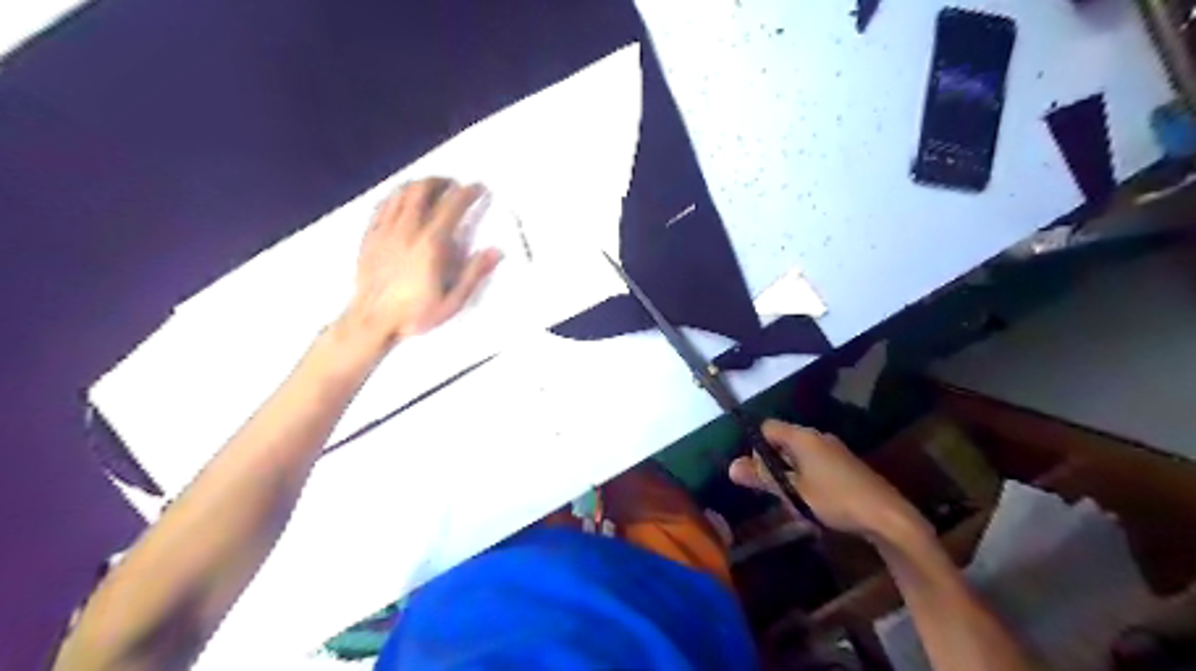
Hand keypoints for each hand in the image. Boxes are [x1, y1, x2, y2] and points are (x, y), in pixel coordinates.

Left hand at [344, 178, 499, 345]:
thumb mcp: (452, 301)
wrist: (371, 321)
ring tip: (430, 189)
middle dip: (441, 182)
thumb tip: (496, 251)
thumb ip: (474, 274)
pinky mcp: (370, 235)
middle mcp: (407, 229)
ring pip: (400, 192)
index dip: (468, 192)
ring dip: (418, 185)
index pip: (452, 206)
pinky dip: (396, 196)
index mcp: (431, 244)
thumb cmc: (414, 314)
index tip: (479, 188)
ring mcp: (385, 230)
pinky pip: (383, 204)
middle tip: (454, 186)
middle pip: (423, 190)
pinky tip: (402, 201)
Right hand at [725, 422, 929, 541]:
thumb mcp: (793, 491)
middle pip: (783, 441)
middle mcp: (818, 437)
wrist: (888, 516)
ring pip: (799, 455)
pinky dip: (807, 478)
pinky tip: (814, 502)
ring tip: (792, 500)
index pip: (768, 428)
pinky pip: (815, 464)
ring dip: (790, 474)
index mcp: (803, 437)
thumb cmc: (835, 499)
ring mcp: (834, 450)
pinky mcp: (846, 465)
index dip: (756, 447)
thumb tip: (730, 466)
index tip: (757, 473)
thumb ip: (762, 477)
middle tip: (773, 491)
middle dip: (773, 464)